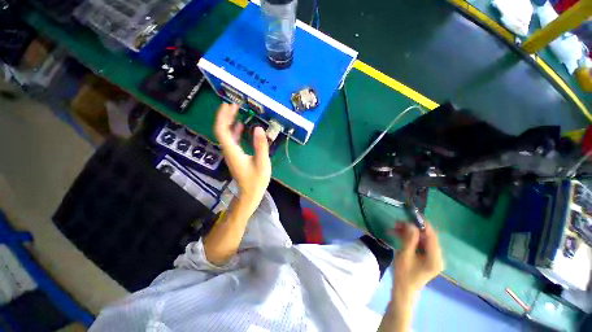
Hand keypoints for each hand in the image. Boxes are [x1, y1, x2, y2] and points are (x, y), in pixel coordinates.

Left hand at [214, 103, 270, 208]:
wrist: (250, 193)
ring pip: (226, 135)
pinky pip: (232, 140)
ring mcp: (231, 153)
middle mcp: (229, 151)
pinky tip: (241, 127)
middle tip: (233, 105)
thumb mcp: (262, 163)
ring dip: (230, 122)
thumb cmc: (256, 180)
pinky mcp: (236, 156)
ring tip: (237, 112)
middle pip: (222, 130)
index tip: (229, 105)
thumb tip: (258, 128)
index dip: (223, 117)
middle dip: (225, 116)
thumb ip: (260, 145)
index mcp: (233, 151)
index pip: (222, 131)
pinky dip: (235, 131)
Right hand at [390, 221, 443, 303]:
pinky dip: (408, 237)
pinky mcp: (426, 257)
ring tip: (394, 227)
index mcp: (435, 258)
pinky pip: (418, 243)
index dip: (423, 223)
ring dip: (408, 232)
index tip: (412, 213)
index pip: (432, 236)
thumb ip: (409, 239)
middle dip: (412, 227)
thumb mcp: (405, 255)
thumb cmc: (404, 275)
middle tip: (397, 222)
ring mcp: (431, 257)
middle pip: (426, 236)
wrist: (403, 290)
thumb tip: (411, 224)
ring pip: (421, 238)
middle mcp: (437, 256)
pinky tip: (397, 233)